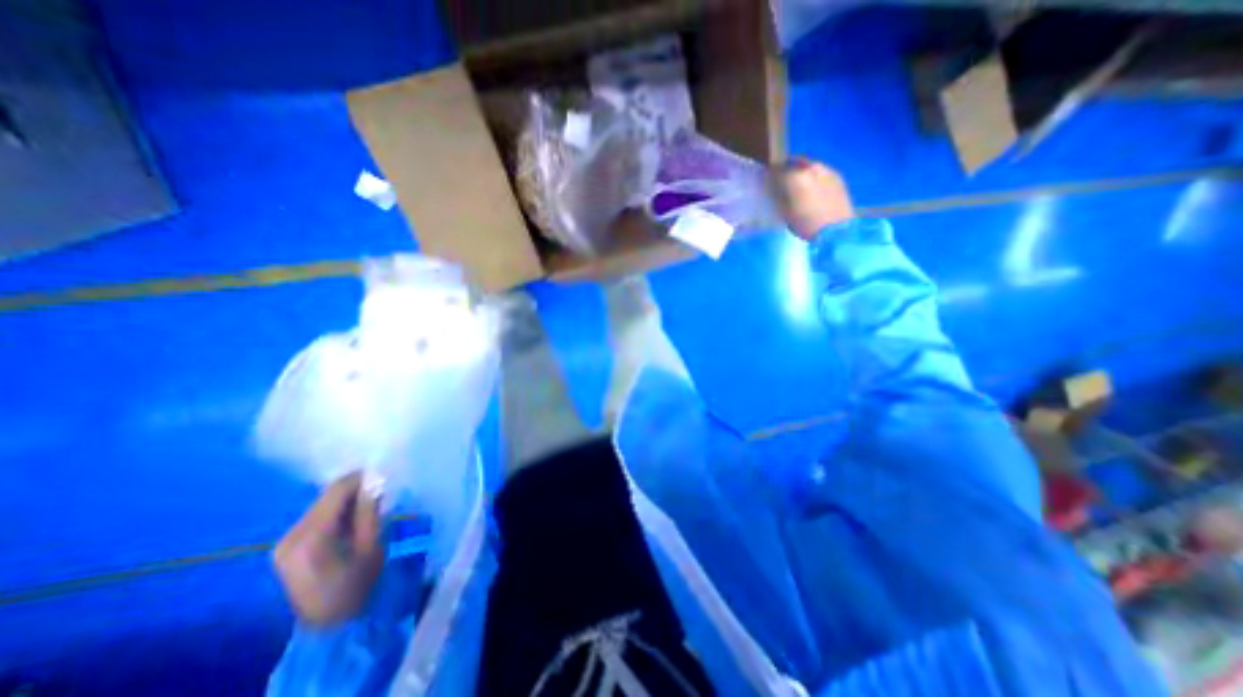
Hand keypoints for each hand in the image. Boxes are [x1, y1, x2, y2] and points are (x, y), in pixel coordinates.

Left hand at [272, 473, 386, 626]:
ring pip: (321, 505)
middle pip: (326, 497)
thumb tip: (375, 481)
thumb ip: (369, 511)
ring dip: (345, 501)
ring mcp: (284, 542)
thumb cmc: (357, 584)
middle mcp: (290, 535)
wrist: (330, 624)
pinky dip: (336, 512)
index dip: (361, 478)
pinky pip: (315, 517)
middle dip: (354, 490)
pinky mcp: (286, 547)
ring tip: (368, 506)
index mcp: (311, 537)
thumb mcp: (371, 545)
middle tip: (380, 491)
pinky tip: (350, 520)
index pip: (336, 491)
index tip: (384, 475)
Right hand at [768, 159, 855, 242]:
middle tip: (782, 182)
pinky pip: (821, 171)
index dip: (770, 175)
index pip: (776, 169)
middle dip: (786, 170)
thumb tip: (775, 188)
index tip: (767, 182)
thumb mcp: (785, 212)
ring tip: (799, 185)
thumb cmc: (806, 224)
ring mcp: (826, 170)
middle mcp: (811, 168)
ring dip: (801, 172)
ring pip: (808, 165)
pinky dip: (814, 177)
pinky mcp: (837, 176)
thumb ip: (778, 196)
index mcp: (795, 176)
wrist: (836, 230)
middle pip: (794, 162)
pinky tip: (813, 189)